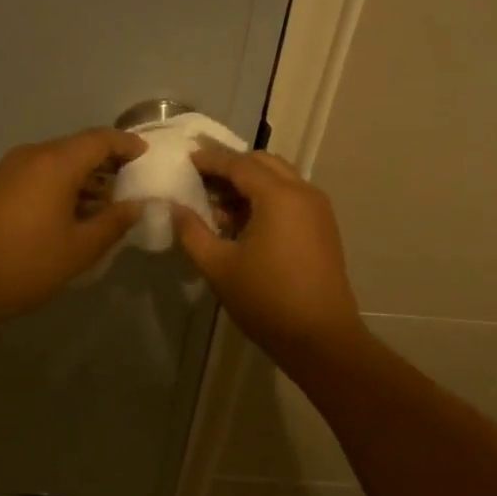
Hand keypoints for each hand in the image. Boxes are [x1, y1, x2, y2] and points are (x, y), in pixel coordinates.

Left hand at [0, 127, 147, 325]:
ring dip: (83, 177)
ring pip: (56, 163)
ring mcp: (9, 170)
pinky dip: (62, 186)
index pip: (100, 139)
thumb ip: (114, 222)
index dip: (127, 145)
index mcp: (55, 163)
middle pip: (77, 147)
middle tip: (133, 183)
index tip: (148, 156)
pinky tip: (73, 213)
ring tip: (108, 204)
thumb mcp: (80, 248)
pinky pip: (38, 175)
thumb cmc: (25, 264)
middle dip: (107, 162)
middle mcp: (31, 156)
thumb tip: (136, 205)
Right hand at [172, 146, 367, 365]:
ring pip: (279, 178)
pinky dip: (265, 197)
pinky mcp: (322, 227)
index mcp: (278, 196)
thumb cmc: (266, 300)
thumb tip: (174, 208)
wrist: (321, 338)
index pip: (238, 164)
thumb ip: (192, 232)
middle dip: (231, 166)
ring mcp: (318, 209)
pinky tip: (242, 221)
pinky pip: (290, 197)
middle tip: (200, 177)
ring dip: (249, 182)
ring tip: (217, 202)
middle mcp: (303, 192)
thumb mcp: (219, 266)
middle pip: (263, 164)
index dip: (210, 159)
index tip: (185, 157)